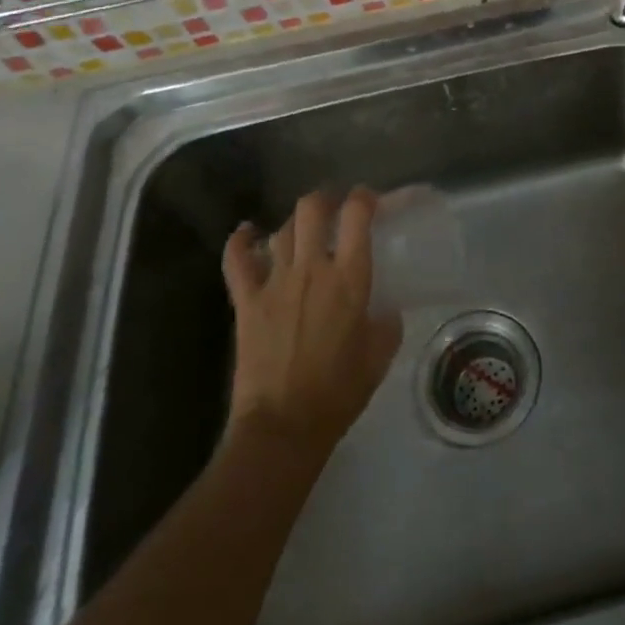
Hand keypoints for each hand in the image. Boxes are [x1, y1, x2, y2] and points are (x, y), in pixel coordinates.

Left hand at [220, 189, 402, 456]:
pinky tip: (247, 232)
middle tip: (334, 208)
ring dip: (294, 223)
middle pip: (313, 209)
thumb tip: (385, 310)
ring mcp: (275, 282)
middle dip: (325, 199)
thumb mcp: (379, 356)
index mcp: (350, 278)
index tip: (370, 200)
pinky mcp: (246, 302)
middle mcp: (312, 268)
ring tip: (303, 228)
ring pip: (282, 230)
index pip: (357, 216)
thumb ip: (386, 324)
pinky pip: (237, 261)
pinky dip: (240, 241)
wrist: (283, 425)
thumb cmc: (339, 392)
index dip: (364, 198)